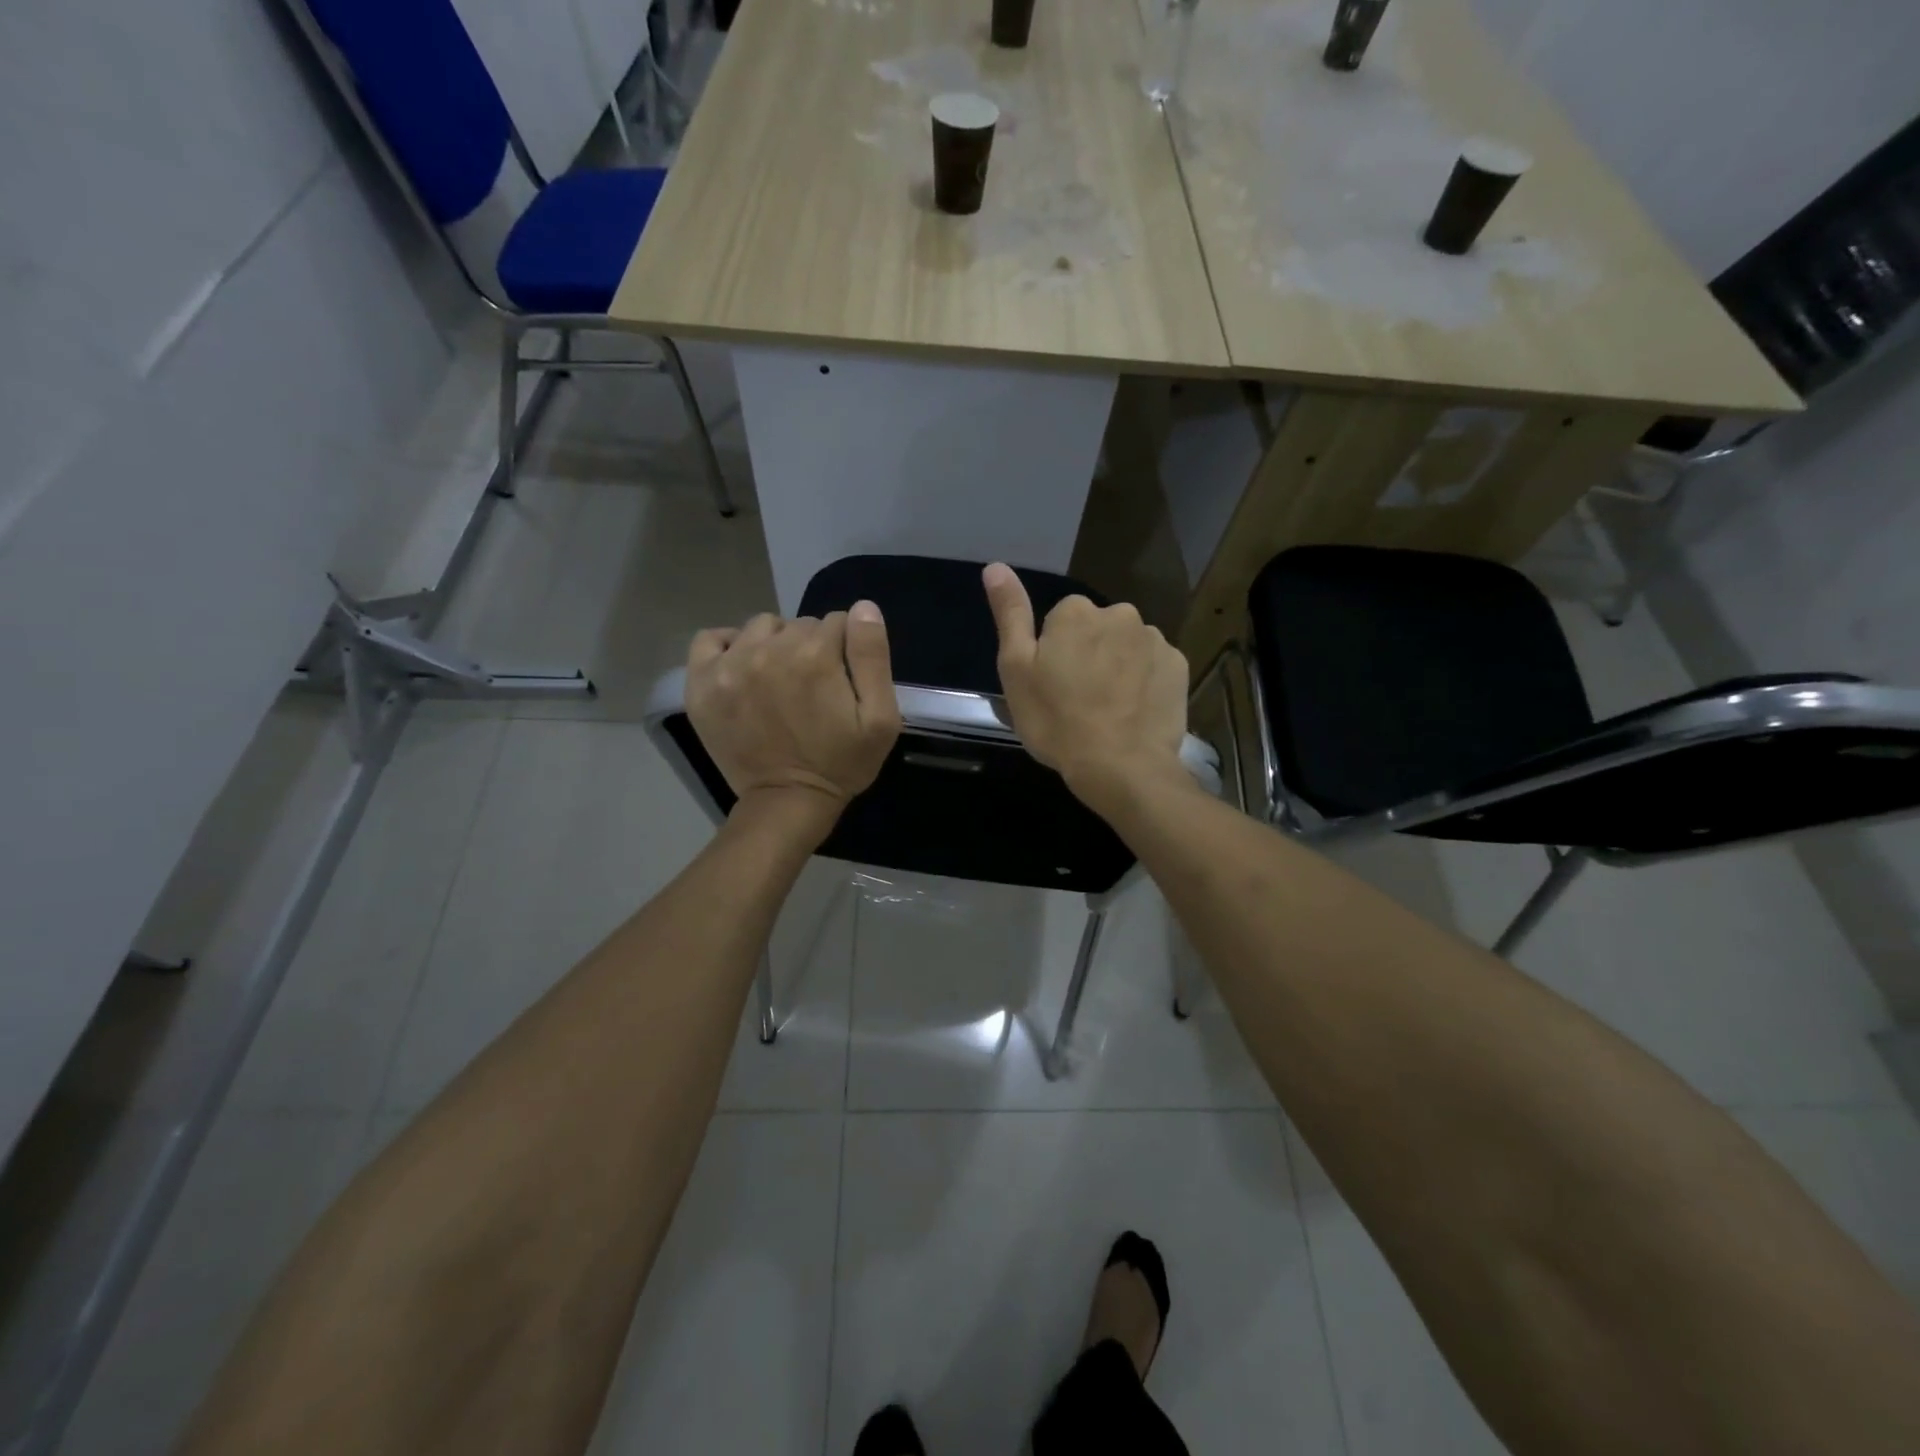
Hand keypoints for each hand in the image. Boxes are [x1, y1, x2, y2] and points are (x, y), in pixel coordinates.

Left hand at [686, 604, 901, 829]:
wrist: (787, 802)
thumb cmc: (842, 762)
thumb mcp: (880, 718)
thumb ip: (873, 656)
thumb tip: (862, 608)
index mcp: (815, 655)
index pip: (837, 622)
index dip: (845, 649)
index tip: (842, 680)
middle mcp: (769, 650)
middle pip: (799, 624)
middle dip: (811, 647)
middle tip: (813, 687)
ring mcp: (729, 664)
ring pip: (761, 627)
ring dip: (774, 644)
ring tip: (779, 679)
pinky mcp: (701, 682)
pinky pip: (710, 638)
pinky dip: (728, 645)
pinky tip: (742, 666)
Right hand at [982, 563, 1190, 807]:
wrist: (1120, 766)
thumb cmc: (1056, 720)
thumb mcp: (1016, 669)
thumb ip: (1010, 613)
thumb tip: (995, 566)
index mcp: (1076, 612)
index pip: (1059, 621)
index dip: (1053, 653)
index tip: (1052, 686)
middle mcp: (1119, 613)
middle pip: (1097, 630)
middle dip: (1089, 655)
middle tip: (1078, 700)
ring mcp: (1154, 639)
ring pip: (1127, 646)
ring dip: (1118, 667)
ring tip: (1109, 710)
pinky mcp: (1179, 666)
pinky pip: (1154, 666)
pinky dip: (1144, 682)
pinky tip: (1134, 712)